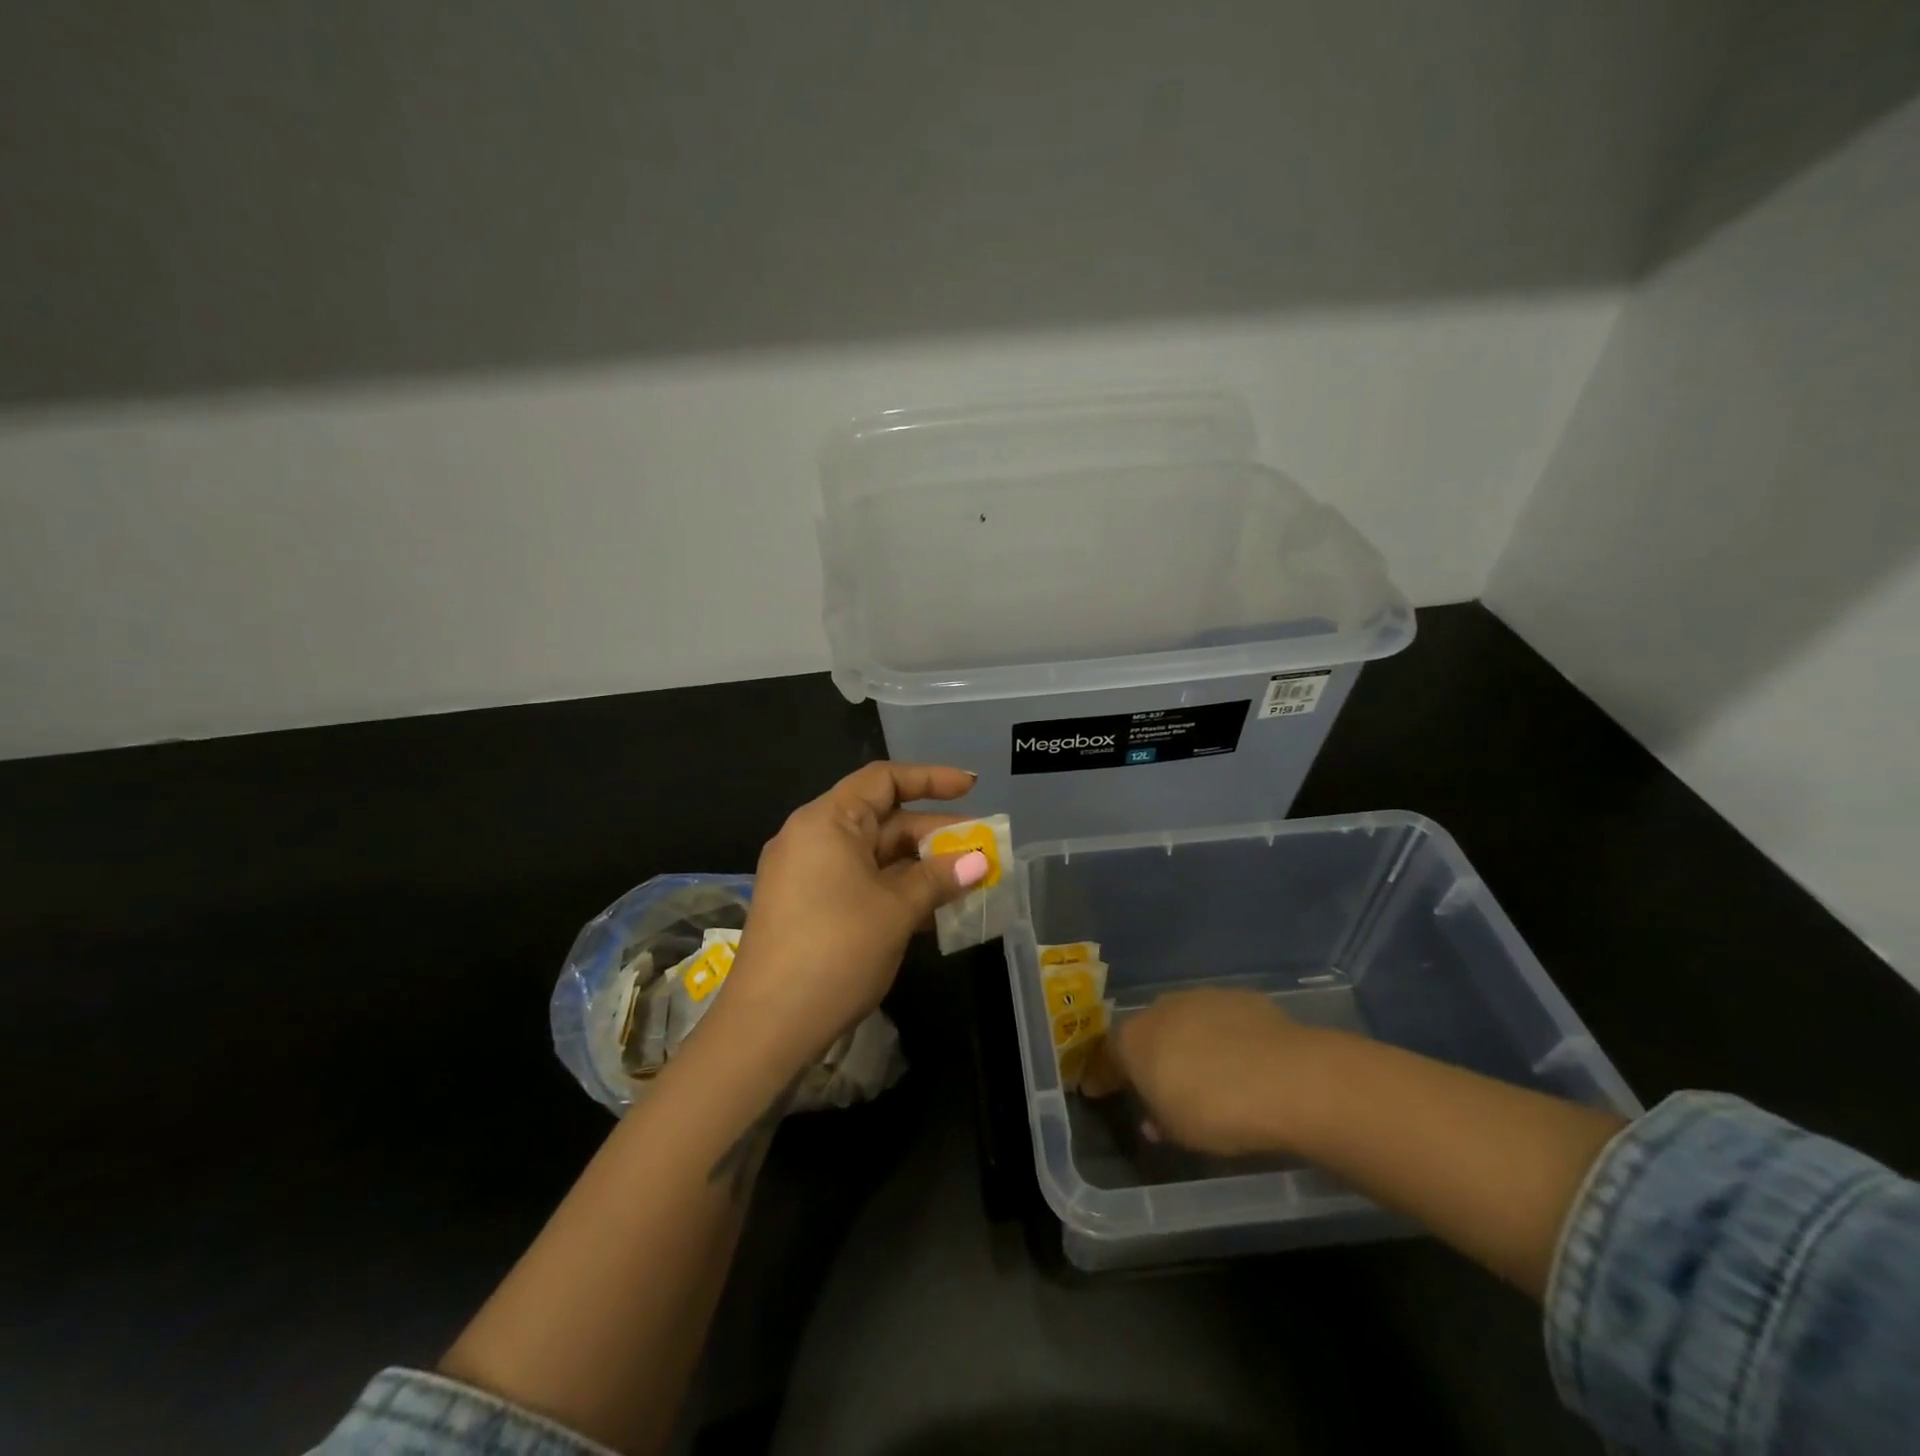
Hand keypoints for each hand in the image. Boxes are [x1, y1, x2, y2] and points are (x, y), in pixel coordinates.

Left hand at [717, 762, 989, 1067]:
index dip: (931, 779)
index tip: (971, 788)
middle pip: (881, 819)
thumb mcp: (896, 910)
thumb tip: (980, 860)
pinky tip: (931, 911)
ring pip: (872, 855)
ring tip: (966, 882)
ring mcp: (804, 874)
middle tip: (981, 849)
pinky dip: (894, 889)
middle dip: (933, 833)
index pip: (883, 779)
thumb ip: (938, 878)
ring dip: (918, 866)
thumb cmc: (836, 951)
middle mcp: (811, 837)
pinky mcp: (804, 906)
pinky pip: (857, 882)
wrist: (767, 1026)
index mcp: (827, 821)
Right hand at [1081, 988, 1324, 1157]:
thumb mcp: (1179, 1132)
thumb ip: (1159, 1121)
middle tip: (1157, 1082)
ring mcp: (1201, 997)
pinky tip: (1239, 1058)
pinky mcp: (1240, 996)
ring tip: (1202, 1070)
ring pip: (1182, 1019)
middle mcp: (1161, 1009)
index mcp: (1134, 1040)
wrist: (1287, 1078)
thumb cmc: (1217, 1111)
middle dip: (1148, 1054)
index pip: (1107, 1056)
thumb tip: (1152, 1118)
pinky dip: (1222, 1035)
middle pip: (1145, 1031)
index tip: (1097, 1090)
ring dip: (1186, 1041)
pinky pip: (1220, 1018)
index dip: (1103, 1075)